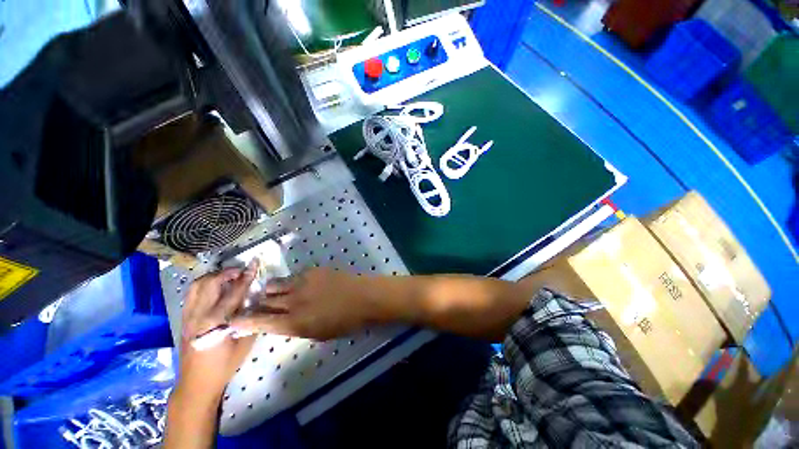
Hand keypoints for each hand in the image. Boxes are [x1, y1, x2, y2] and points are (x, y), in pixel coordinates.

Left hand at [177, 264, 257, 401]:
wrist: (196, 383)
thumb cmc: (224, 365)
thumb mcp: (245, 342)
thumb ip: (252, 318)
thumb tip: (258, 300)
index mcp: (216, 321)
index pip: (234, 292)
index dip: (246, 277)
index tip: (254, 264)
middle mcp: (198, 315)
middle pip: (210, 283)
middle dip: (227, 272)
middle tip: (241, 271)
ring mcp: (188, 316)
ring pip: (196, 286)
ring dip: (213, 276)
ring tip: (227, 277)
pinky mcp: (183, 319)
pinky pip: (191, 294)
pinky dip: (203, 285)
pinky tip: (215, 289)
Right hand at [231, 268, 380, 340]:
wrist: (363, 297)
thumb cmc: (345, 321)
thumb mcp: (318, 333)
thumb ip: (296, 328)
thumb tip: (281, 322)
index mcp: (294, 323)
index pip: (260, 323)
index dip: (244, 322)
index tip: (232, 321)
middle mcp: (293, 301)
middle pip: (264, 301)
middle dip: (257, 303)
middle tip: (257, 304)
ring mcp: (302, 283)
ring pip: (275, 285)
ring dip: (272, 290)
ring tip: (276, 292)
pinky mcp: (312, 271)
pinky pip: (294, 276)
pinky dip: (292, 282)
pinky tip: (301, 284)